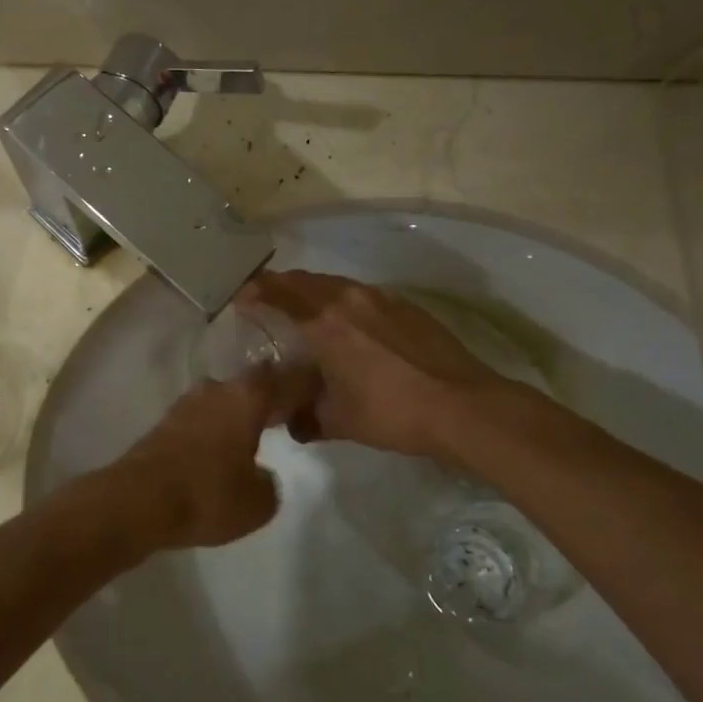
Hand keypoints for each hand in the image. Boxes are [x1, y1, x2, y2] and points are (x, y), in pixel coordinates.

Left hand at [117, 363, 317, 549]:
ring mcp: (186, 403)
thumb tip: (260, 474)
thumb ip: (269, 483)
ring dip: (240, 411)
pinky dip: (216, 427)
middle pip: (252, 383)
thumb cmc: (207, 495)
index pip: (286, 378)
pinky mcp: (165, 423)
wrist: (137, 500)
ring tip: (254, 434)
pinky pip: (203, 417)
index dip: (305, 383)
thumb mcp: (258, 503)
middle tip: (287, 413)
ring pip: (224, 398)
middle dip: (270, 395)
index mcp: (247, 397)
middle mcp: (217, 390)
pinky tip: (221, 448)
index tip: (319, 390)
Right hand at [238, 270, 529, 462]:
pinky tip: (348, 325)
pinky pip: (360, 294)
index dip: (254, 292)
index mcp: (324, 322)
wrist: (463, 406)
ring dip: (312, 291)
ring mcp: (381, 298)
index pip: (278, 293)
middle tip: (265, 302)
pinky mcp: (405, 306)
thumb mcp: (338, 420)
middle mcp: (349, 299)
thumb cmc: (391, 412)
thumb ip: (304, 416)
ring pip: (334, 284)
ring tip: (304, 311)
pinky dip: (342, 300)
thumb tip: (288, 422)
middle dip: (280, 287)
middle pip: (304, 280)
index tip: (239, 299)